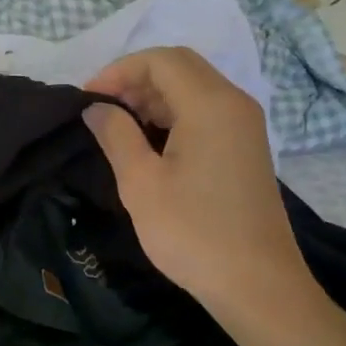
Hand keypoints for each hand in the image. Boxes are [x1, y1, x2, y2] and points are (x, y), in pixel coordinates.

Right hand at [83, 48, 321, 333]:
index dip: (119, 70)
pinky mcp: (246, 146)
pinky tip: (149, 141)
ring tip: (118, 125)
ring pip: (193, 87)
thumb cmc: (193, 232)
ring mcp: (244, 125)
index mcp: (210, 105)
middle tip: (102, 108)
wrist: (257, 285)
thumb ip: (115, 135)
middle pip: (179, 66)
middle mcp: (234, 103)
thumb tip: (96, 107)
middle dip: (135, 79)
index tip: (88, 98)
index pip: (160, 60)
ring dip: (153, 95)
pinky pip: (206, 110)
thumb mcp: (141, 183)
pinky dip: (173, 113)